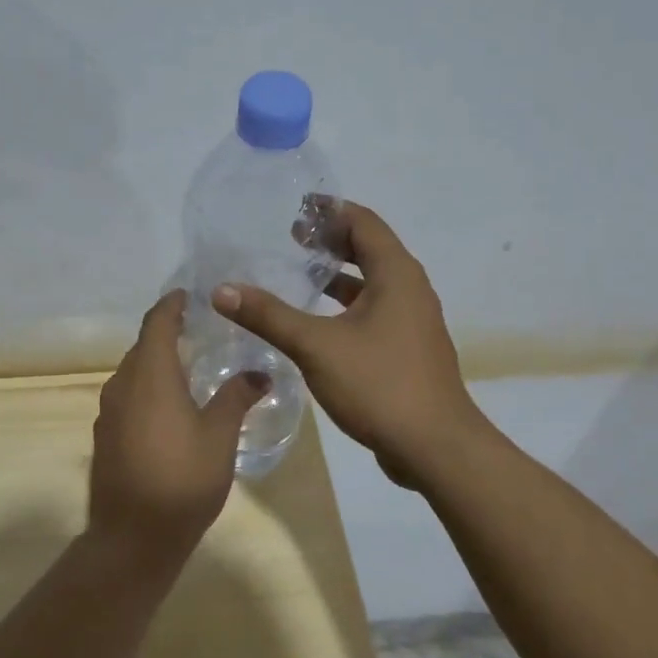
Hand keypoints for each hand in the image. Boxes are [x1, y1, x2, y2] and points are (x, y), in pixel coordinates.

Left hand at [88, 290, 268, 562]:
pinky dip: (147, 389)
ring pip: (133, 372)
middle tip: (201, 331)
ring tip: (190, 368)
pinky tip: (170, 408)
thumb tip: (261, 373)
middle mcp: (122, 384)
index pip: (157, 322)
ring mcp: (108, 411)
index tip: (190, 295)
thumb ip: (236, 397)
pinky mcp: (105, 435)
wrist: (132, 538)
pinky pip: (127, 396)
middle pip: (143, 346)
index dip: (172, 305)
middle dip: (168, 333)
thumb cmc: (182, 480)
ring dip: (157, 363)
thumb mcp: (219, 436)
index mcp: (150, 374)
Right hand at [211, 201, 482, 488]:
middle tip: (290, 238)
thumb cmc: (379, 384)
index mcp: (396, 274)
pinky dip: (346, 304)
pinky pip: (374, 310)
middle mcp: (409, 289)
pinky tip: (317, 322)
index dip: (330, 211)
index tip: (295, 208)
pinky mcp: (407, 348)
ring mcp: (412, 321)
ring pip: (372, 283)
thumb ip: (269, 316)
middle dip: (331, 240)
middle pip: (369, 249)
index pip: (363, 222)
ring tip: (298, 273)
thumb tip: (222, 290)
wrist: (435, 448)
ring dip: (338, 274)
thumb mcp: (316, 346)